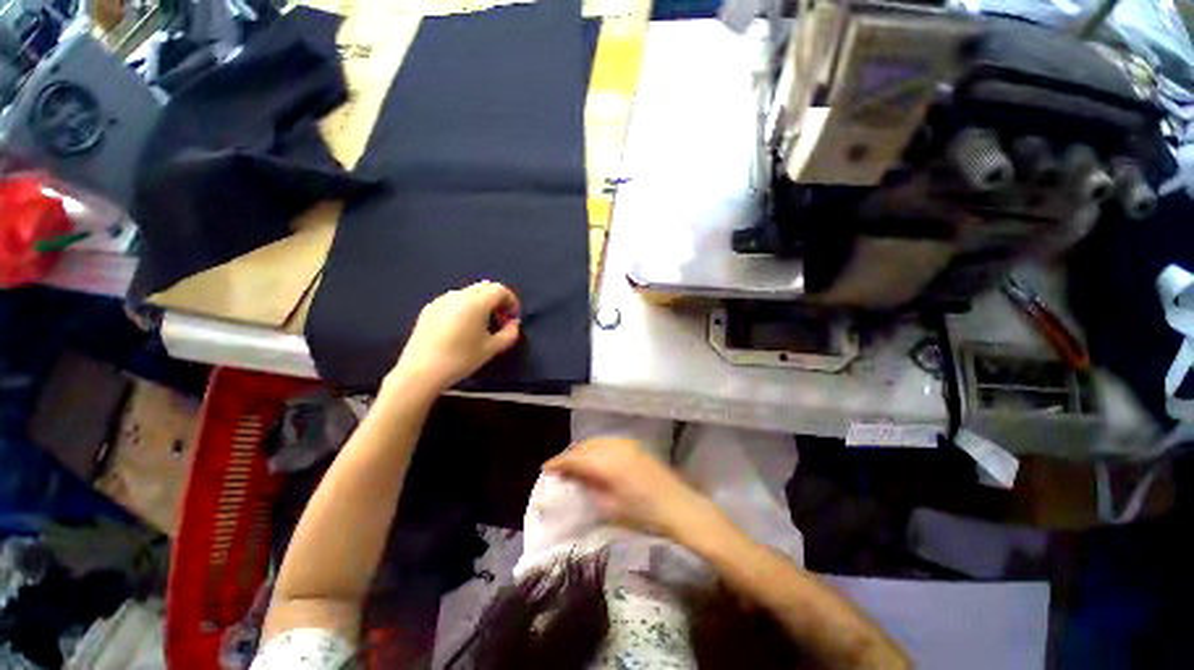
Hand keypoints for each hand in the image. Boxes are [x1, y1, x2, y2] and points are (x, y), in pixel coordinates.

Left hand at [389, 281, 520, 391]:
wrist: (421, 371)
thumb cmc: (461, 359)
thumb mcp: (492, 348)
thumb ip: (509, 333)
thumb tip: (514, 323)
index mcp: (476, 302)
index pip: (500, 290)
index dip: (512, 301)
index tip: (513, 318)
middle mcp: (458, 295)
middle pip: (485, 287)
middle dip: (497, 300)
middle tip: (500, 319)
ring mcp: (441, 300)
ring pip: (469, 292)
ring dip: (482, 302)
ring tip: (482, 324)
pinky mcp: (429, 308)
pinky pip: (454, 300)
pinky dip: (466, 306)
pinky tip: (462, 326)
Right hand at [543, 437, 719, 538]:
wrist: (678, 506)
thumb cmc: (643, 513)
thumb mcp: (610, 507)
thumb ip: (589, 488)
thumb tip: (573, 478)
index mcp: (606, 463)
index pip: (575, 458)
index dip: (559, 463)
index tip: (546, 468)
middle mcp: (614, 447)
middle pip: (584, 446)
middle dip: (570, 456)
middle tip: (560, 469)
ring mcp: (626, 444)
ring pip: (596, 441)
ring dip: (583, 450)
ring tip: (576, 465)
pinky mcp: (634, 446)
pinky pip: (608, 442)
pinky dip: (597, 449)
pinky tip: (596, 460)